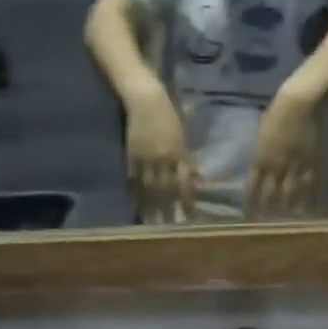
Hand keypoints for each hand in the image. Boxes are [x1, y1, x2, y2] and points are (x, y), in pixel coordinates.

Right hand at [126, 86, 195, 222]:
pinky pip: (134, 181)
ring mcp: (145, 159)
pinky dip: (137, 196)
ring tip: (155, 223)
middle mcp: (163, 158)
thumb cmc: (169, 116)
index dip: (187, 200)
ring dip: (153, 207)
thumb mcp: (183, 137)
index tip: (190, 216)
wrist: (145, 100)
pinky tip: (139, 208)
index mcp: (178, 152)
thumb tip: (196, 180)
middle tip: (172, 227)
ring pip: (150, 188)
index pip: (184, 182)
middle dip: (170, 209)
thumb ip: (187, 160)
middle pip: (167, 189)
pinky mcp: (131, 158)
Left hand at [245, 83, 320, 216]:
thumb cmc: (280, 109)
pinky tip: (313, 208)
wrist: (303, 102)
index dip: (250, 202)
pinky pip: (312, 185)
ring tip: (291, 217)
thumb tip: (260, 156)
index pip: (252, 187)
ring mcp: (295, 167)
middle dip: (269, 208)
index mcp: (261, 158)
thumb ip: (262, 147)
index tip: (249, 214)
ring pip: (291, 194)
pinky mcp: (313, 163)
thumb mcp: (263, 130)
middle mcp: (276, 167)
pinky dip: (312, 198)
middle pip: (271, 195)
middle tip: (270, 220)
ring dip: (289, 207)